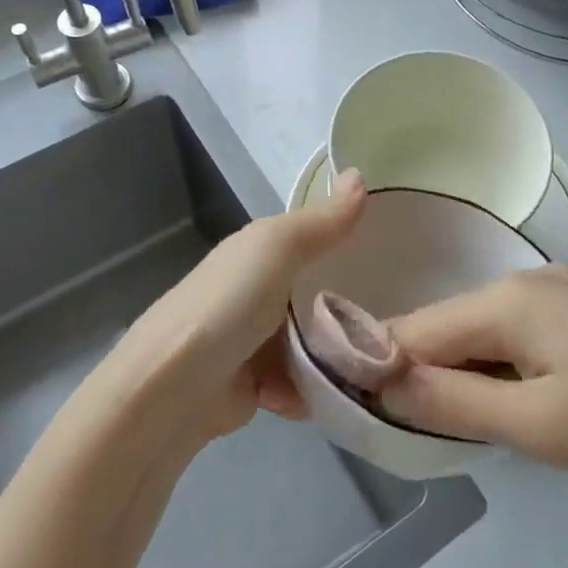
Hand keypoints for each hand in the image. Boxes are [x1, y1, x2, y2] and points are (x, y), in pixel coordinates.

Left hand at [103, 170, 366, 445]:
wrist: (174, 387)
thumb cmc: (229, 304)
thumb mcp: (278, 248)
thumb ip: (323, 220)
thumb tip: (360, 174)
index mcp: (257, 253)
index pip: (312, 240)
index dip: (348, 243)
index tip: (393, 255)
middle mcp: (256, 292)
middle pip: (317, 296)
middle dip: (347, 310)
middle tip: (391, 319)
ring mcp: (254, 341)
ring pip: (312, 344)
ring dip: (332, 358)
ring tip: (368, 364)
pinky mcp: (254, 386)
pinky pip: (298, 384)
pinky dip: (306, 391)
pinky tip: (317, 394)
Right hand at [379, 266, 567, 477]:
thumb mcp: (538, 424)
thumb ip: (453, 403)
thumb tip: (384, 384)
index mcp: (503, 301)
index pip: (412, 330)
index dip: (377, 366)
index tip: (355, 408)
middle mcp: (519, 282)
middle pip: (443, 327)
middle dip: (419, 373)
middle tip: (410, 432)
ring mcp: (551, 290)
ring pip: (478, 332)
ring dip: (459, 373)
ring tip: (459, 423)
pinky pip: (512, 333)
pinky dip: (495, 366)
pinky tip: (512, 399)